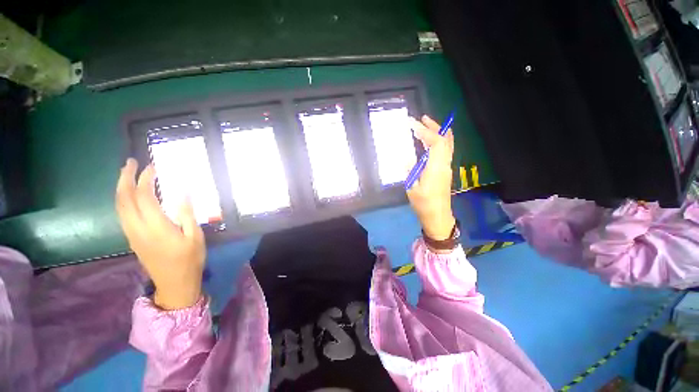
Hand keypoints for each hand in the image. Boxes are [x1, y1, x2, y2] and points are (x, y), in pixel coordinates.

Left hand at [115, 158, 204, 309]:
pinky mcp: (132, 238)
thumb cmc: (189, 259)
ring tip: (127, 174)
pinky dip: (123, 199)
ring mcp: (132, 234)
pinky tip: (130, 195)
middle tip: (130, 162)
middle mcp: (138, 228)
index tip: (153, 167)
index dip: (146, 179)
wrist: (174, 283)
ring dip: (120, 187)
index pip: (144, 196)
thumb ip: (187, 214)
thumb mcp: (195, 237)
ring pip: (119, 206)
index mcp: (156, 227)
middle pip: (123, 199)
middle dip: (124, 178)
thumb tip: (184, 192)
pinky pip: (122, 214)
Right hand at [407, 115, 456, 240]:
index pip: (435, 143)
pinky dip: (438, 141)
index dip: (425, 131)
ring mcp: (446, 167)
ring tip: (426, 125)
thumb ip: (409, 170)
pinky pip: (444, 151)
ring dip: (438, 132)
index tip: (412, 125)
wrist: (437, 217)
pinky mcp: (444, 171)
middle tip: (422, 119)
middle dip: (434, 127)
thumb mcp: (412, 188)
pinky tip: (428, 142)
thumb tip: (406, 158)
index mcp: (436, 168)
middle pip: (445, 140)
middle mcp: (444, 164)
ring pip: (447, 144)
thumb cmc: (424, 204)